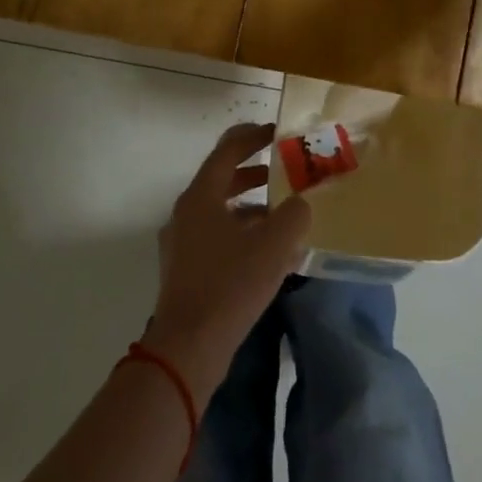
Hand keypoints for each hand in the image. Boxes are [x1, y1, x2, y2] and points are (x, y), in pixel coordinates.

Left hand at [147, 124, 310, 395]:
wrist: (188, 349)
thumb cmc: (230, 285)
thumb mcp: (273, 245)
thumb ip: (293, 214)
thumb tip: (299, 204)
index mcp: (201, 197)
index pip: (228, 150)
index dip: (254, 136)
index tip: (279, 132)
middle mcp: (186, 213)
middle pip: (223, 179)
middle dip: (256, 172)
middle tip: (285, 170)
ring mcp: (182, 243)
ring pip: (222, 211)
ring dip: (252, 206)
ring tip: (285, 214)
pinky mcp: (186, 270)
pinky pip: (218, 238)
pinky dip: (243, 234)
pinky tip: (271, 254)